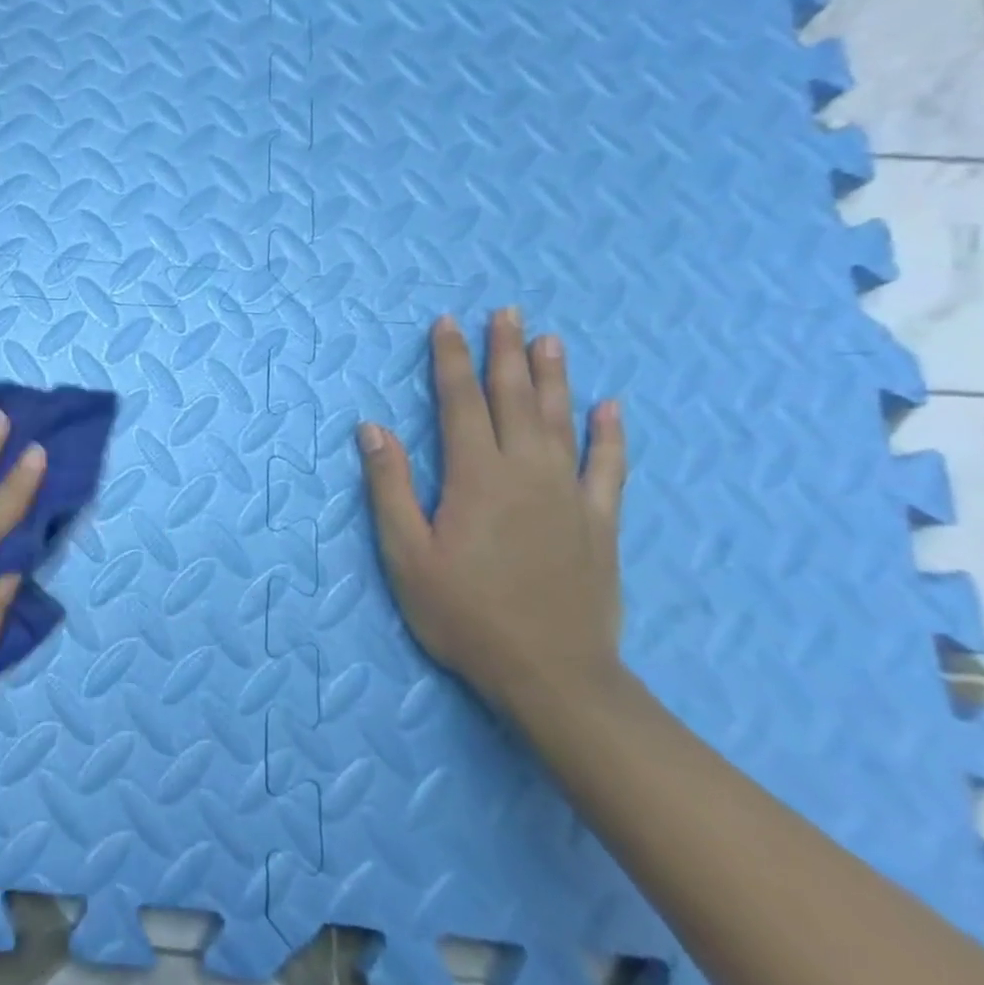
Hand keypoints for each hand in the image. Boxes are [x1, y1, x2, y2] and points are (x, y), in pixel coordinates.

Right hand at [357, 309, 627, 713]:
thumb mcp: (406, 554)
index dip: (451, 360)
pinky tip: (610, 407)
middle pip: (515, 399)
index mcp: (476, 477)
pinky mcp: (600, 522)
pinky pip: (609, 466)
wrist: (550, 672)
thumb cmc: (463, 612)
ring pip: (561, 421)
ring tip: (549, 339)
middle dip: (505, 353)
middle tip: (505, 312)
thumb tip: (372, 428)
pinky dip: (610, 433)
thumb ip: (390, 487)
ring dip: (553, 377)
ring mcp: (570, 494)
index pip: (461, 403)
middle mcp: (527, 472)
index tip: (447, 324)